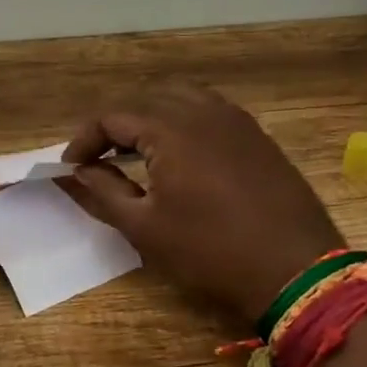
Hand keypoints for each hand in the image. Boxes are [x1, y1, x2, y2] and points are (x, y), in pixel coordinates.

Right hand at [61, 82, 343, 323]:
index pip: (112, 116)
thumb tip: (77, 172)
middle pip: (144, 99)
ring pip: (179, 97)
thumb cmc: (210, 251)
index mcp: (170, 129)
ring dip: (149, 117)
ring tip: (134, 151)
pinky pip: (208, 110)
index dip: (84, 140)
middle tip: (97, 159)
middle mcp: (202, 111)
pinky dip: (181, 120)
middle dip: (114, 125)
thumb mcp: (145, 227)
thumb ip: (104, 192)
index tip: (70, 168)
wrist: (295, 269)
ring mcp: (235, 120)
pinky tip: (178, 153)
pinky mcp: (256, 134)